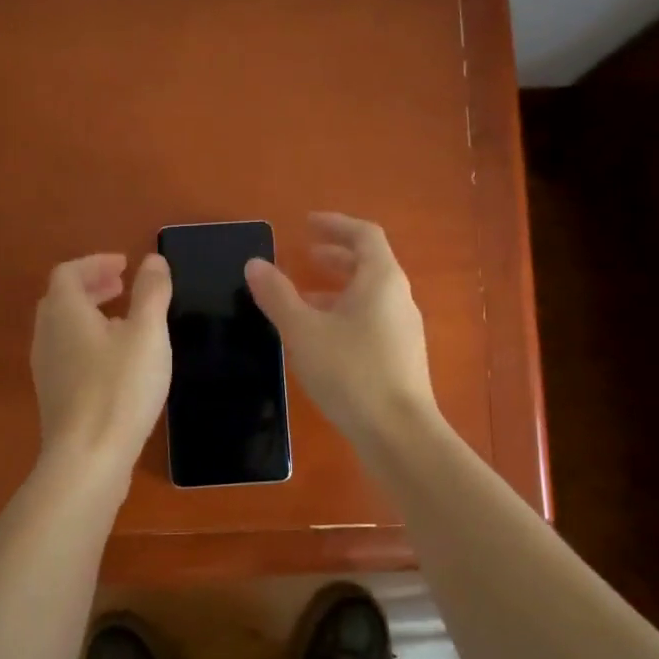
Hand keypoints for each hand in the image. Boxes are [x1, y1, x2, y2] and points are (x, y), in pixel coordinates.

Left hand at [31, 253, 171, 472]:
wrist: (88, 458)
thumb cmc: (120, 388)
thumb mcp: (147, 334)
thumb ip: (151, 292)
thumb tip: (153, 260)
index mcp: (65, 312)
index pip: (69, 272)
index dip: (96, 262)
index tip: (125, 266)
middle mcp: (47, 335)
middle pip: (62, 299)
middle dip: (93, 286)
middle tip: (123, 286)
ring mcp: (46, 368)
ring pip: (63, 328)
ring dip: (91, 315)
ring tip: (124, 321)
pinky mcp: (54, 396)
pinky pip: (67, 353)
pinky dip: (88, 342)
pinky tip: (116, 362)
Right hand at [244, 213, 438, 448]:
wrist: (398, 434)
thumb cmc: (350, 372)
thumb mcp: (303, 331)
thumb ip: (277, 295)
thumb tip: (254, 264)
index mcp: (381, 280)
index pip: (364, 235)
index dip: (335, 224)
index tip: (307, 224)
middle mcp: (399, 298)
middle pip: (369, 264)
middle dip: (336, 256)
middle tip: (305, 255)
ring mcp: (404, 329)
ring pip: (370, 296)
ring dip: (338, 288)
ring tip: (303, 299)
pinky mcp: (401, 357)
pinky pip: (371, 320)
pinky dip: (345, 314)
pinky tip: (321, 339)